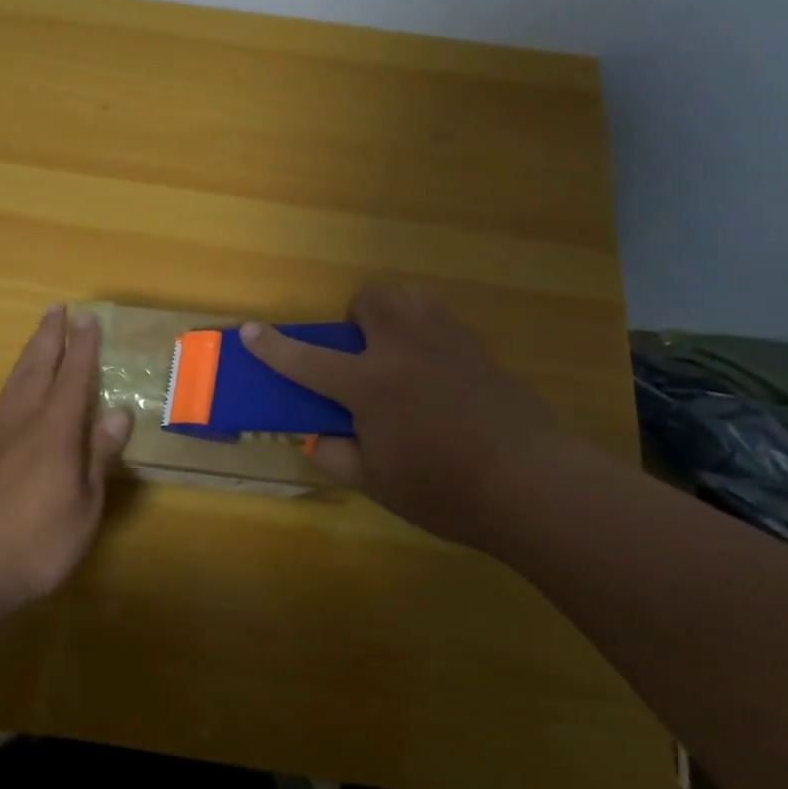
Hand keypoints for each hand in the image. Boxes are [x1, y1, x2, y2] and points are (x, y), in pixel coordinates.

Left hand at [0, 306, 132, 615]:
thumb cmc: (40, 542)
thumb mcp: (85, 504)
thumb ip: (99, 455)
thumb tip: (119, 411)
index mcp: (53, 430)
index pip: (73, 377)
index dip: (82, 347)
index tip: (88, 319)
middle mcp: (22, 422)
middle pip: (37, 368)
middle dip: (49, 337)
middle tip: (56, 309)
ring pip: (15, 382)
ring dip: (29, 355)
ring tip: (38, 337)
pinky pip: (2, 403)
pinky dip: (15, 384)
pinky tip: (15, 393)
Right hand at [241, 284, 591, 545]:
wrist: (537, 484)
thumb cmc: (447, 490)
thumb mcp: (380, 484)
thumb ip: (339, 456)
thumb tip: (320, 438)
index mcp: (369, 384)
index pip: (307, 360)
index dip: (273, 347)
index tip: (249, 330)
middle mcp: (404, 349)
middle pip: (370, 300)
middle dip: (356, 318)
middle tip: (363, 356)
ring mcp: (447, 343)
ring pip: (411, 298)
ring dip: (394, 316)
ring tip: (401, 356)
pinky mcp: (481, 350)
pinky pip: (443, 322)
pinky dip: (428, 335)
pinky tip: (440, 376)